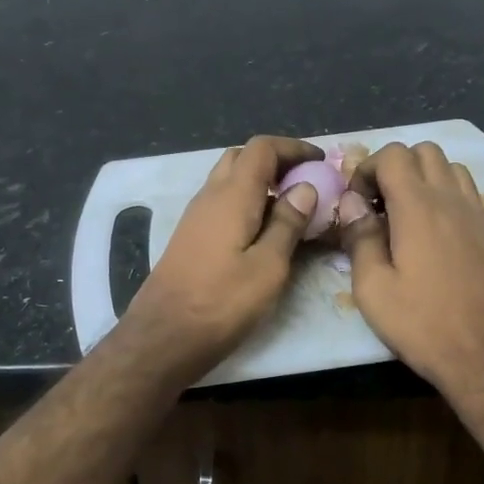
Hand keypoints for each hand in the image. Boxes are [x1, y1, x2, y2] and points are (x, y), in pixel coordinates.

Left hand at [118, 135, 322, 384]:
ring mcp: (195, 216)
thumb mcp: (268, 267)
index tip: (320, 162)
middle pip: (242, 158)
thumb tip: (305, 187)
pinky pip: (221, 203)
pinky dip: (246, 202)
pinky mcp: (190, 236)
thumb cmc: (221, 302)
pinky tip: (262, 232)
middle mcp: (210, 196)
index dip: (293, 148)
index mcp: (232, 195)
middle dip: (275, 161)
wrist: (163, 336)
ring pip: (229, 180)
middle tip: (305, 183)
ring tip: (290, 209)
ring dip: (260, 183)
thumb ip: (287, 223)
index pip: (262, 148)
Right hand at [340, 142, 483, 401]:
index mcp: (420, 207)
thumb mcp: (374, 290)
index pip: (394, 154)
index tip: (358, 203)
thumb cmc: (426, 326)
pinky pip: (471, 198)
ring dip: (426, 180)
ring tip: (410, 218)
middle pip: (426, 151)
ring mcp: (483, 217)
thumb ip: (360, 238)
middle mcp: (454, 201)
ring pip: (453, 169)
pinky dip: (449, 202)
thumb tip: (352, 204)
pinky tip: (439, 242)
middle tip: (381, 205)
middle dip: (397, 167)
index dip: (368, 169)